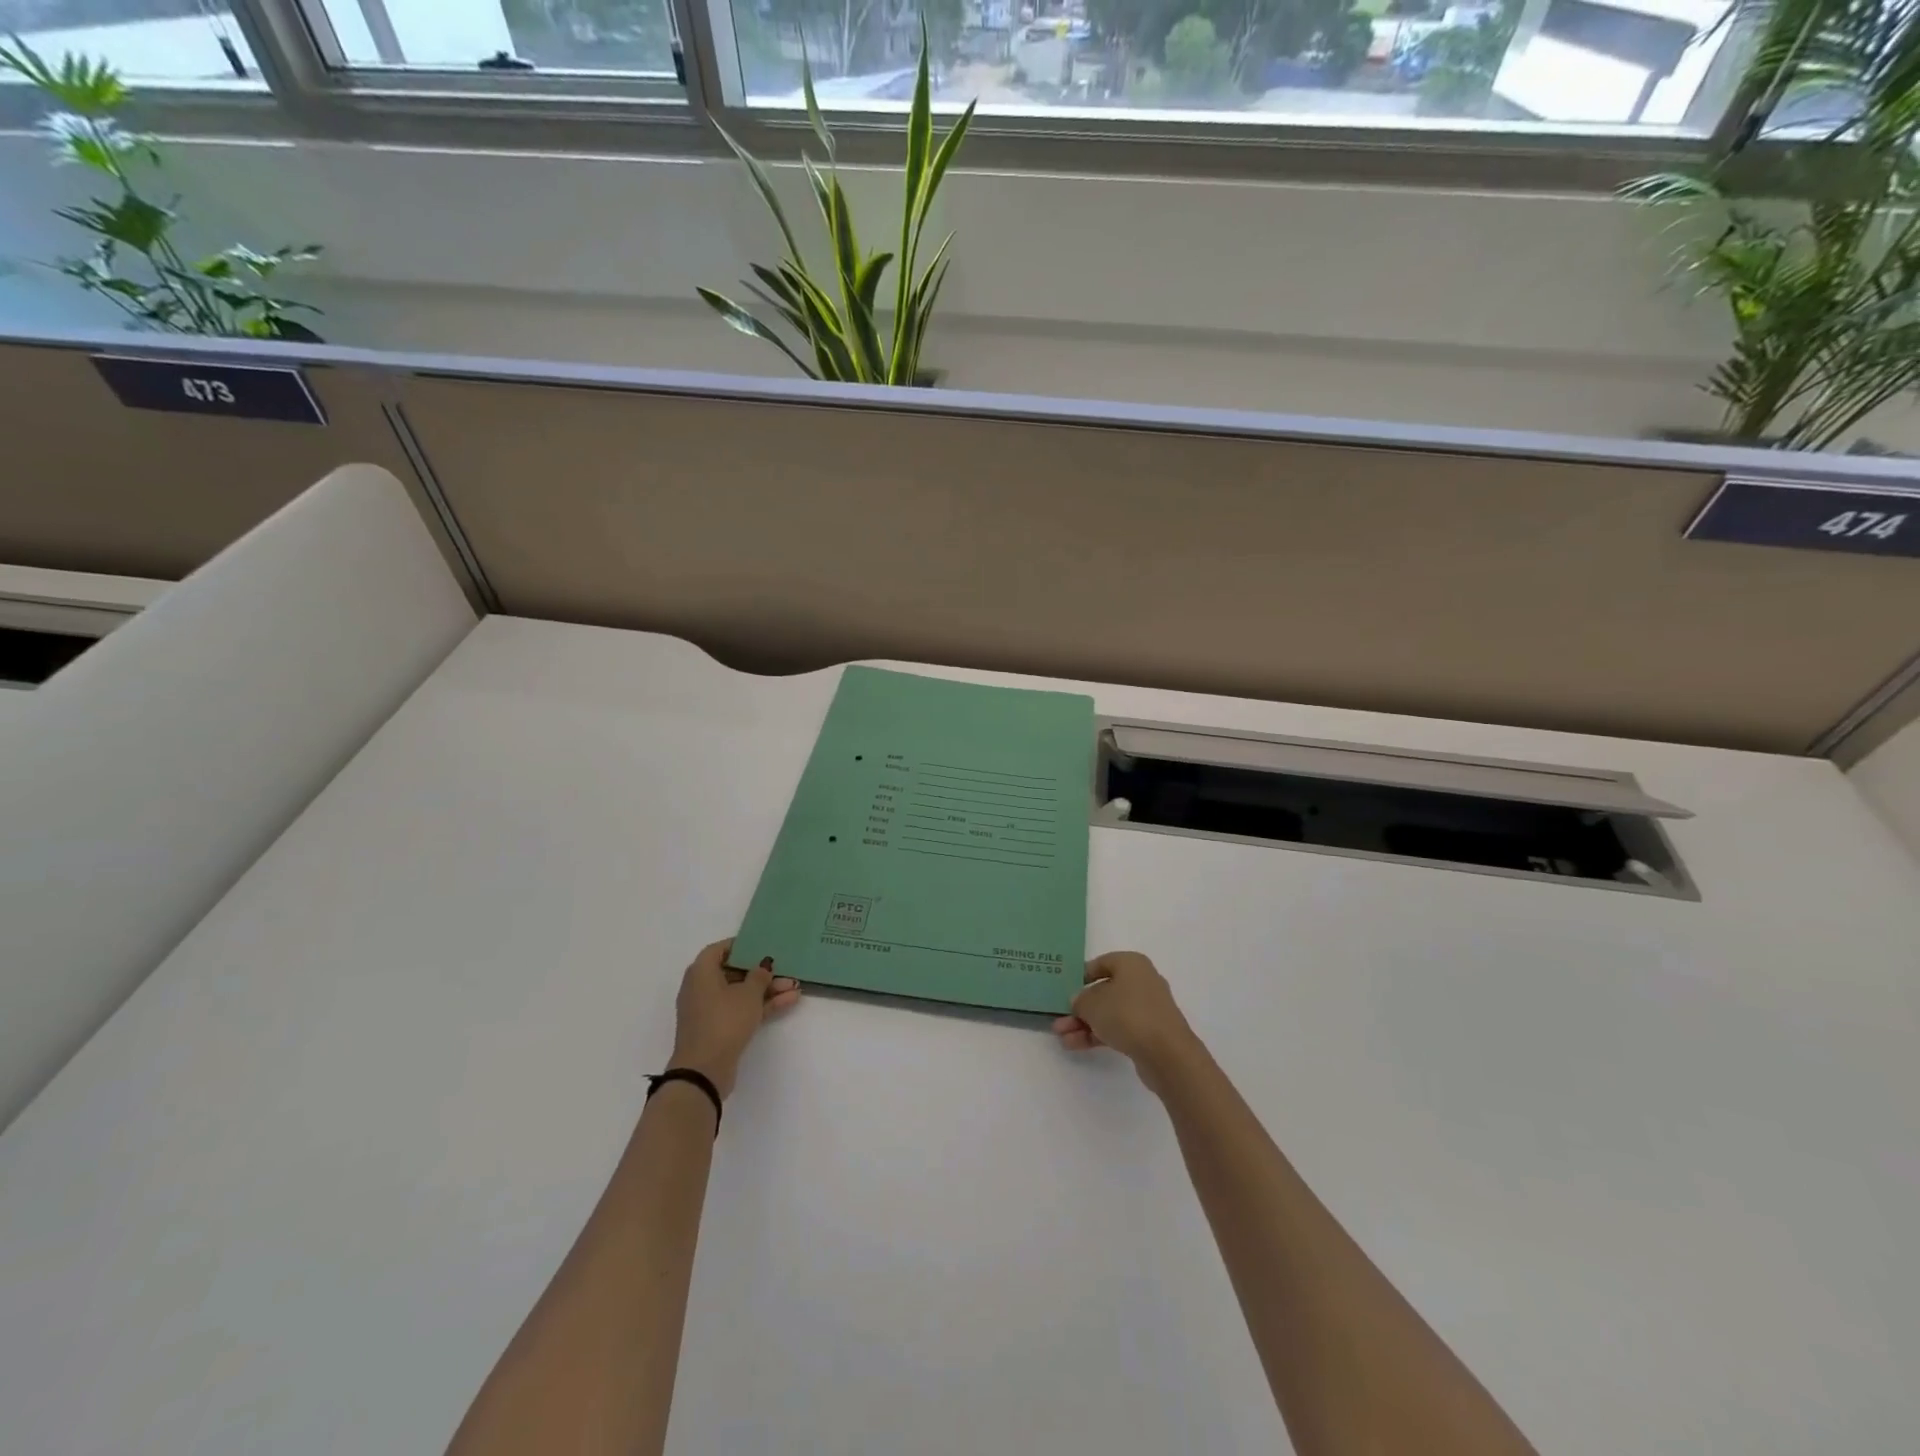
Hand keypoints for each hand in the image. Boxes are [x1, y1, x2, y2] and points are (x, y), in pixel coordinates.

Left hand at [670, 939, 799, 1098]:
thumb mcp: (748, 993)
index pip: (719, 949)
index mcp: (701, 972)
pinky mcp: (717, 1029)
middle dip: (761, 972)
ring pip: (740, 993)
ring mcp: (709, 1010)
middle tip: (785, 969)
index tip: (761, 945)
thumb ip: (759, 975)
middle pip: (733, 972)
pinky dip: (760, 1006)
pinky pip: (740, 1010)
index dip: (740, 946)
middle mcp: (701, 988)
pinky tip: (788, 1002)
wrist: (704, 1070)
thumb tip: (762, 967)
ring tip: (795, 987)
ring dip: (766, 990)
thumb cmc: (724, 1020)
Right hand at [1052, 951, 1201, 1087]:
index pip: (1101, 963)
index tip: (1064, 989)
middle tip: (1059, 1020)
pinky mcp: (1149, 1032)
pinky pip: (1118, 1028)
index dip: (1080, 976)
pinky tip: (1076, 1045)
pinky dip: (1098, 1035)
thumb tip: (1078, 1001)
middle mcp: (1141, 981)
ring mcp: (1147, 1009)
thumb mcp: (1092, 1003)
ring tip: (1062, 1038)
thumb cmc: (1127, 1014)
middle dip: (1079, 1008)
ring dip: (1085, 1024)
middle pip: (1103, 991)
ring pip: (1109, 1013)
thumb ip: (1079, 1000)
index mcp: (1131, 964)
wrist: (1166, 1053)